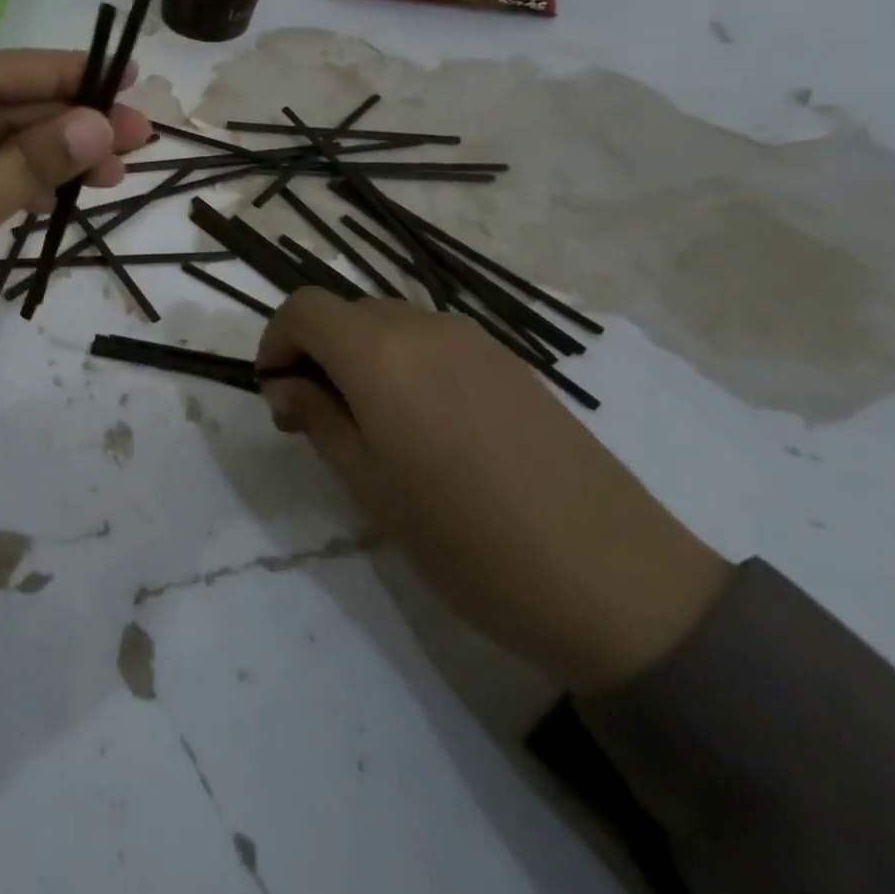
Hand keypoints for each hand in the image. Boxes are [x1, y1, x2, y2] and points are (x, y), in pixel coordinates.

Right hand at [257, 291, 731, 691]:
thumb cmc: (469, 541)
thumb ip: (318, 419)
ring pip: (390, 325)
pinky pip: (434, 342)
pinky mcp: (511, 363)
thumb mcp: (371, 487)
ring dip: (360, 357)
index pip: (303, 309)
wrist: (618, 583)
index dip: (276, 341)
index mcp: (380, 353)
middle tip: (316, 417)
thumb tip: (285, 384)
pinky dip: (405, 363)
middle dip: (316, 351)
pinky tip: (427, 427)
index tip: (277, 394)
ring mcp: (475, 340)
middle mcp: (424, 327)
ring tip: (371, 425)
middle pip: (346, 312)